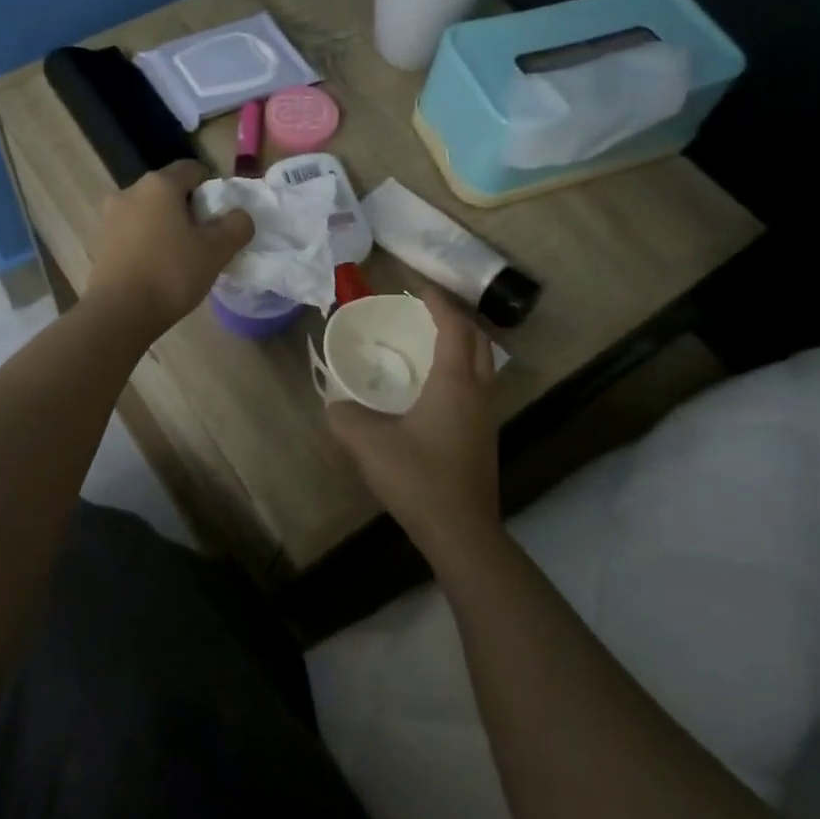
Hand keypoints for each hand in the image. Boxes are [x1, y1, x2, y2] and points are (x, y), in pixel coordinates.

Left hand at [84, 160, 252, 344]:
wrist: (119, 314)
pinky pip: (132, 233)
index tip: (221, 217)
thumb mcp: (217, 251)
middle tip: (204, 239)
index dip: (212, 188)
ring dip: (166, 226)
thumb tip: (239, 216)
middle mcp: (129, 191)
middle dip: (188, 209)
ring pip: (148, 212)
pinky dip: (147, 242)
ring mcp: (109, 217)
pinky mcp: (99, 242)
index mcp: (159, 185)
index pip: (192, 169)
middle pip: (168, 191)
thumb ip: (236, 226)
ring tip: (180, 257)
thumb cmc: (171, 274)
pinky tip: (156, 268)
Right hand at [328, 288, 500, 564]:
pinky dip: (460, 370)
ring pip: (482, 365)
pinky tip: (433, 388)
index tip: (416, 287)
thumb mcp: (368, 444)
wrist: (461, 531)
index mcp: (454, 382)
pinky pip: (477, 386)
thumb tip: (334, 405)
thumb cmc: (418, 478)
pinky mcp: (484, 437)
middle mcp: (478, 392)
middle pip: (477, 340)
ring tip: (429, 342)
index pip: (453, 327)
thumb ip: (344, 417)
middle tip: (424, 311)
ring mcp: (486, 416)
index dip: (437, 302)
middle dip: (455, 318)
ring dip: (461, 344)